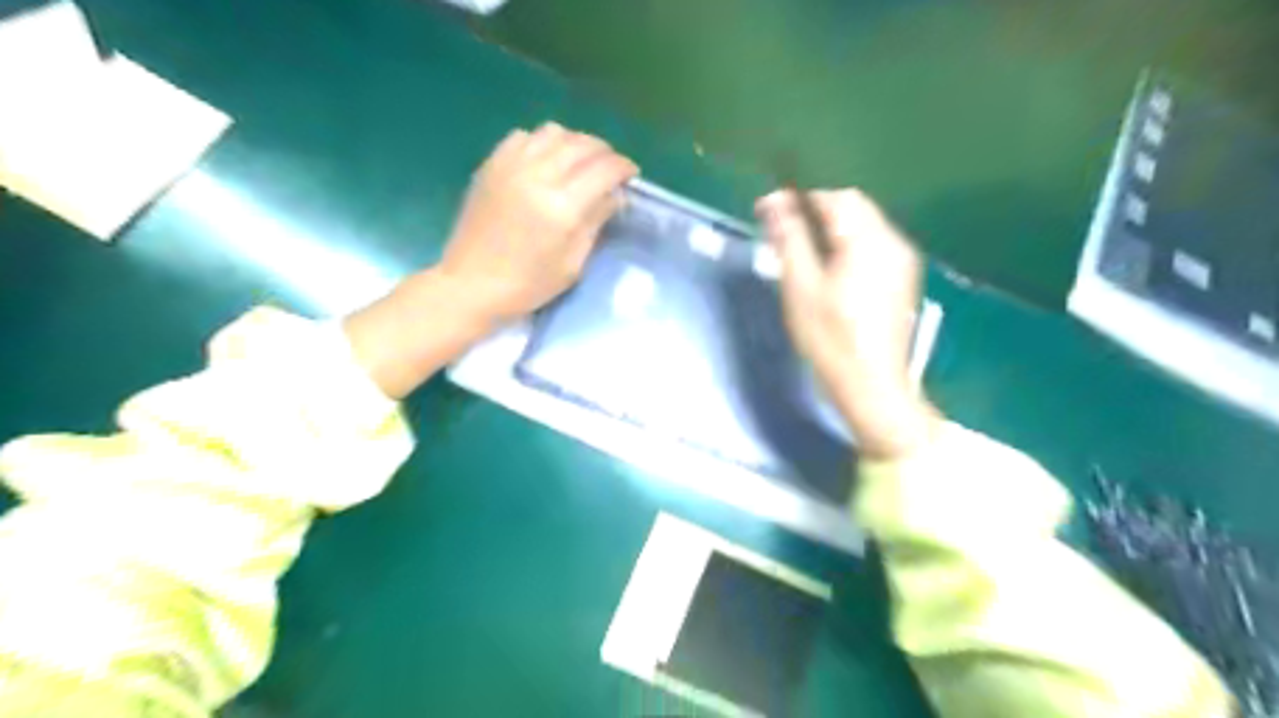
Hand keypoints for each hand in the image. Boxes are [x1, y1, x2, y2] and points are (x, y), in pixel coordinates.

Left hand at [346, 119, 639, 397]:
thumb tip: (615, 195)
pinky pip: (523, 136)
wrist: (471, 285)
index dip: (623, 168)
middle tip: (611, 168)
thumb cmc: (528, 285)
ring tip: (581, 161)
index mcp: (561, 207)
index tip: (631, 175)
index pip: (604, 170)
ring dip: (575, 142)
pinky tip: (546, 160)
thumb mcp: (572, 264)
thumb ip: (595, 222)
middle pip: (582, 145)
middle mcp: (538, 176)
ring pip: (553, 133)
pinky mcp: (491, 165)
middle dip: (604, 152)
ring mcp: (510, 166)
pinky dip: (543, 142)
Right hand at [757, 187, 937, 459]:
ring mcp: (901, 261)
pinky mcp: (902, 279)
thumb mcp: (801, 288)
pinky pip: (872, 245)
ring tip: (800, 251)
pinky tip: (828, 269)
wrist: (872, 385)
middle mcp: (892, 242)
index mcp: (867, 241)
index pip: (833, 198)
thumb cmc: (830, 339)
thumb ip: (789, 239)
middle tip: (782, 233)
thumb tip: (773, 202)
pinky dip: (847, 245)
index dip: (798, 198)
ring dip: (830, 228)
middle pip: (852, 208)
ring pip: (863, 226)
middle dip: (815, 212)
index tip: (767, 211)